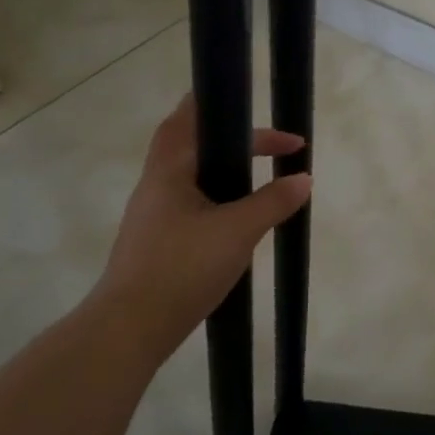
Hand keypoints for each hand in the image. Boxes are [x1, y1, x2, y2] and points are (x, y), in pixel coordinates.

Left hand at [91, 95, 311, 359]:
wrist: (130, 329)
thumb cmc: (181, 268)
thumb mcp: (237, 231)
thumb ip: (273, 202)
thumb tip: (304, 178)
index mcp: (169, 171)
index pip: (187, 118)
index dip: (221, 106)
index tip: (261, 113)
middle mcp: (156, 185)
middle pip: (195, 146)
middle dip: (238, 142)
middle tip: (278, 150)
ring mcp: (153, 215)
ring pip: (195, 177)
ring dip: (229, 171)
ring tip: (264, 183)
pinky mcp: (157, 241)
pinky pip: (193, 203)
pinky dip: (221, 198)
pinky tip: (239, 220)